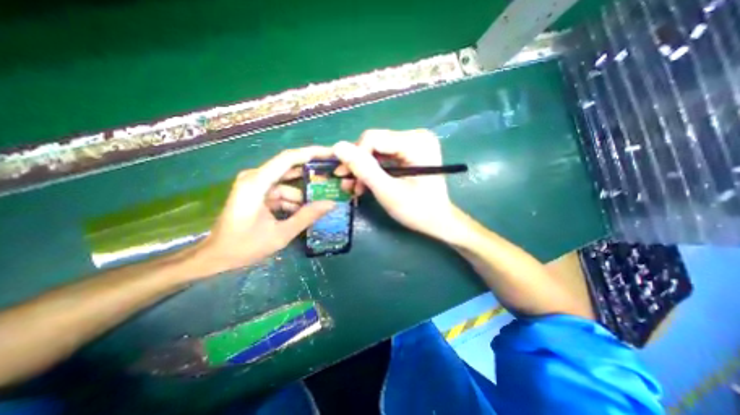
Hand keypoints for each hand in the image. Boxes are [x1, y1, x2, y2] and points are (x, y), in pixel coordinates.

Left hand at [196, 146, 335, 275]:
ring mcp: (256, 185)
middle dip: (312, 174)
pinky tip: (306, 211)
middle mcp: (255, 178)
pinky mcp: (258, 193)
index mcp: (256, 183)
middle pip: (289, 168)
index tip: (332, 154)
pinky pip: (281, 192)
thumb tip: (332, 204)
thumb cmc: (244, 246)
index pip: (288, 159)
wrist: (216, 257)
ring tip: (325, 200)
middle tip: (334, 177)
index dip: (312, 153)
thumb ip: (307, 217)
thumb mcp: (281, 234)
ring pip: (288, 184)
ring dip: (304, 194)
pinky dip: (294, 201)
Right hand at [334, 128, 456, 239]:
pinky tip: (365, 183)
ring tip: (355, 187)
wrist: (438, 220)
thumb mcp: (388, 192)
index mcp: (417, 143)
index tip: (343, 176)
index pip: (374, 138)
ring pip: (377, 149)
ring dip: (364, 169)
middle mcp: (417, 136)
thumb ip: (364, 169)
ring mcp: (414, 143)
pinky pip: (384, 155)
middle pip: (375, 143)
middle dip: (358, 164)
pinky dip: (373, 169)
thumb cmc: (417, 210)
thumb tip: (338, 146)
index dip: (354, 156)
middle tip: (347, 184)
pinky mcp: (410, 151)